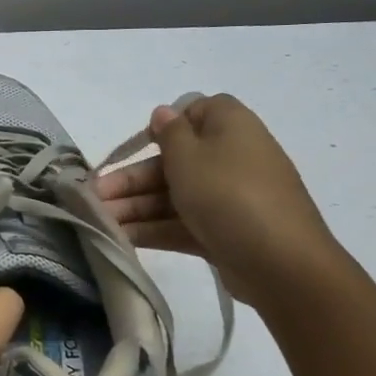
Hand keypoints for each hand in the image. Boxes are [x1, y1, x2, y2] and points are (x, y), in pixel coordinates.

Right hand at [96, 93, 340, 308]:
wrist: (281, 262)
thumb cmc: (228, 193)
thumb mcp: (189, 156)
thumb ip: (169, 133)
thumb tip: (164, 112)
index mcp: (230, 127)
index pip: (196, 113)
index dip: (165, 127)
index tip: (140, 145)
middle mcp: (232, 157)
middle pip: (174, 161)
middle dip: (132, 179)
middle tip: (94, 196)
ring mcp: (229, 198)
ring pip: (175, 195)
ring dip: (135, 206)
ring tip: (98, 222)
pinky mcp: (225, 232)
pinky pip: (184, 223)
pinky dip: (154, 228)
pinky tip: (120, 238)